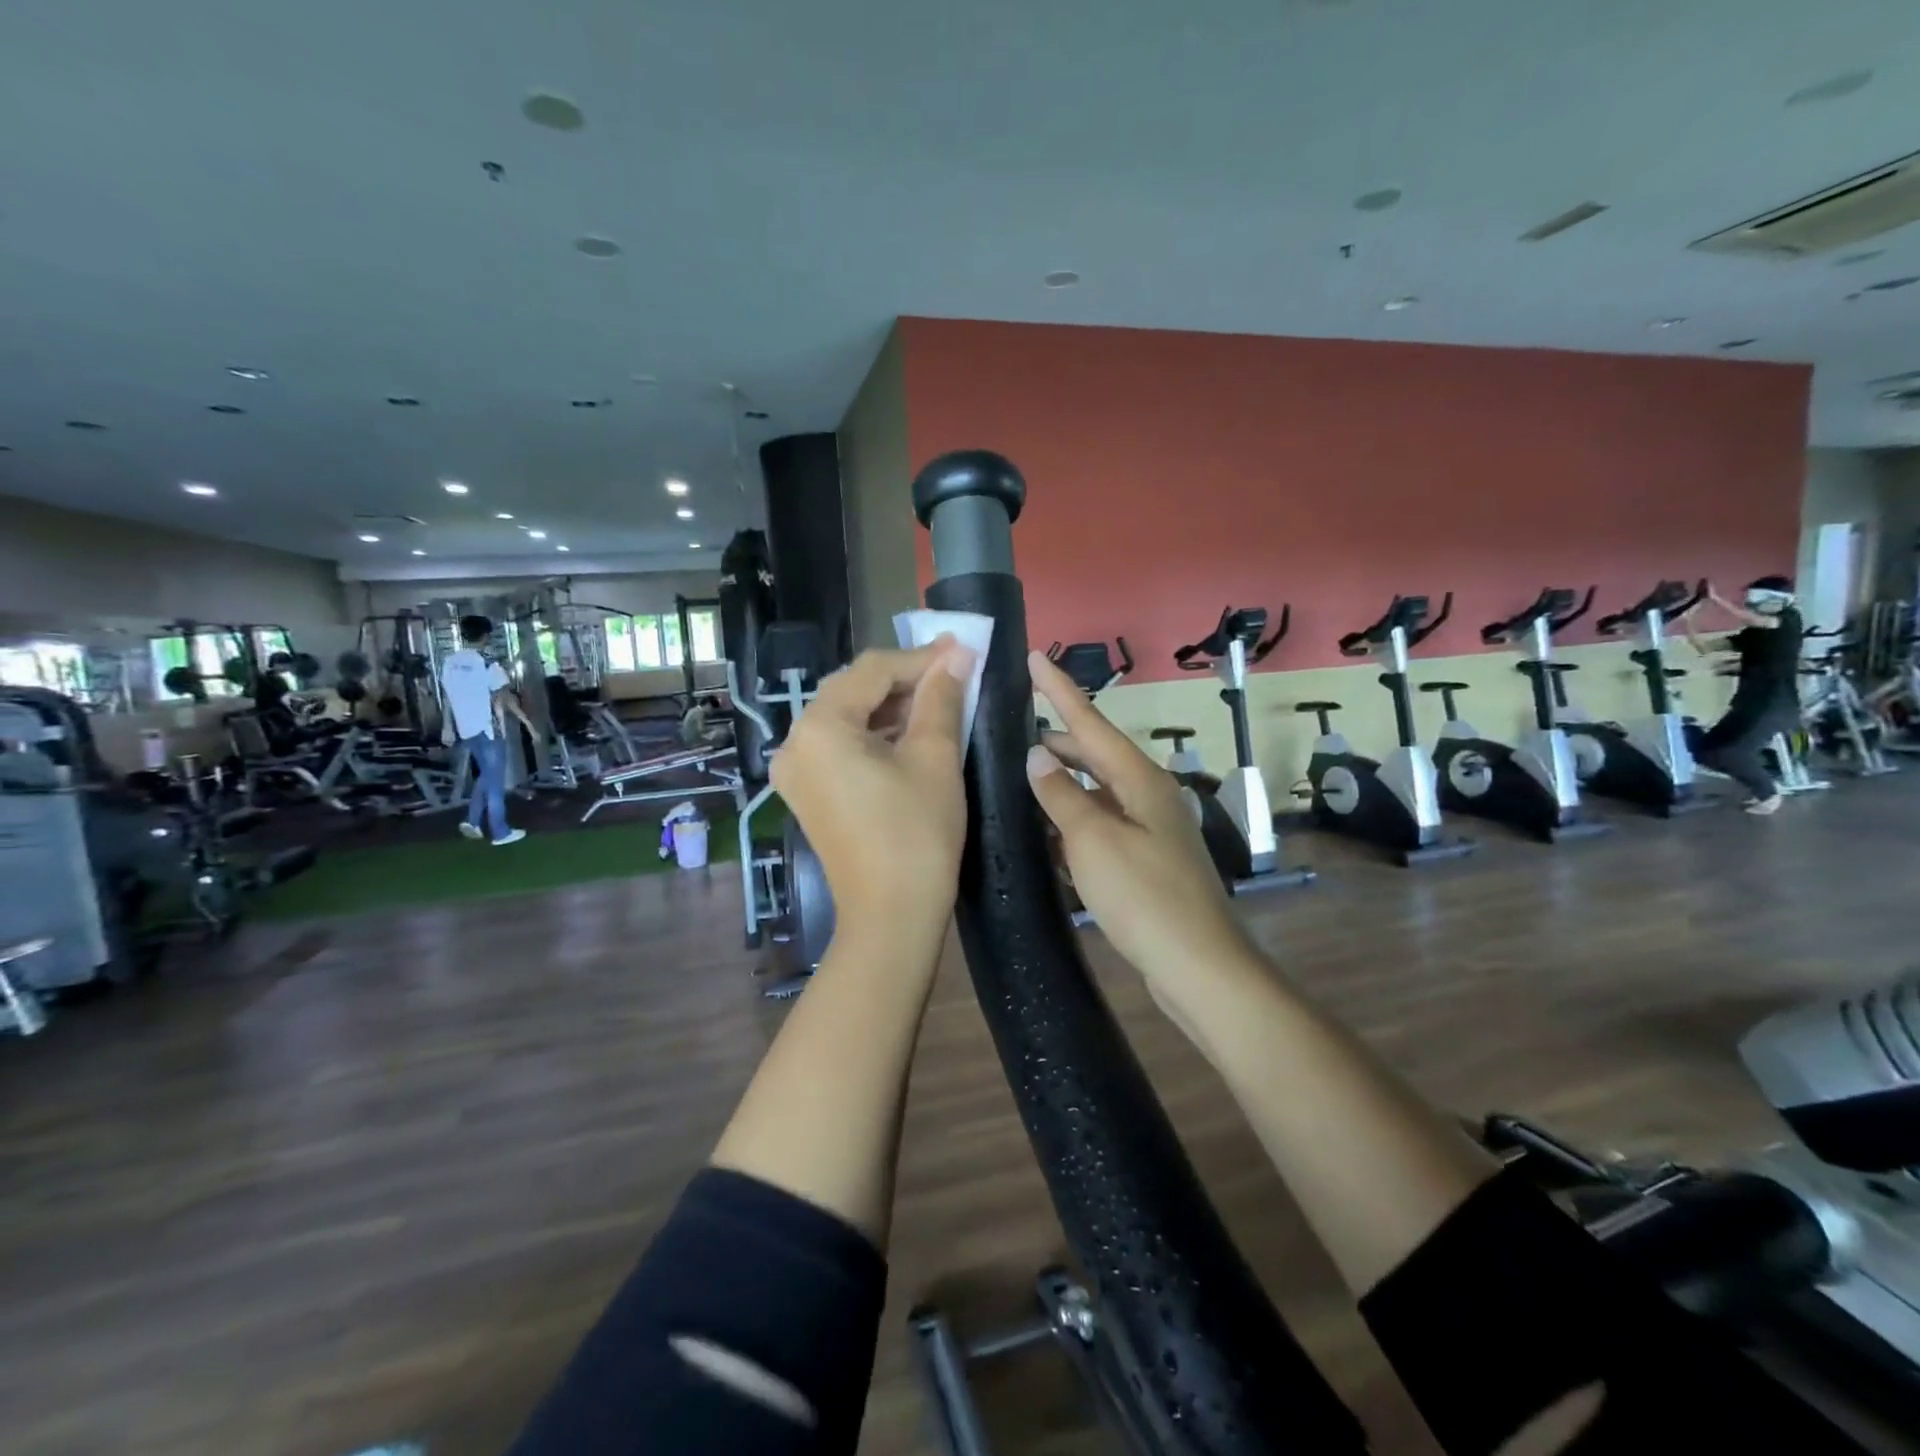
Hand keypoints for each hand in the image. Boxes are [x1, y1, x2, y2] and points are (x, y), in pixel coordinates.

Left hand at [771, 640, 972, 942]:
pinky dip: (875, 736)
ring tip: (941, 701)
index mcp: (819, 727)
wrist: (891, 917)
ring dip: (892, 707)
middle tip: (955, 672)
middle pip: (853, 691)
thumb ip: (941, 697)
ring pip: (848, 719)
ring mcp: (796, 771)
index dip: (921, 657)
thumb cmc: (917, 833)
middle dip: (905, 680)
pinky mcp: (808, 793)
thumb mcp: (935, 757)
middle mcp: (795, 742)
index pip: (872, 671)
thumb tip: (956, 655)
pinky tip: (911, 734)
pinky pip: (841, 747)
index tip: (963, 649)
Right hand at [1025, 650, 1258, 998]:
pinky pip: (1100, 825)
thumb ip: (1061, 795)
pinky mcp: (1144, 861)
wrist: (1198, 966)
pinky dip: (1072, 820)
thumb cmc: (1145, 897)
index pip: (1091, 721)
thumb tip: (1036, 755)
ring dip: (1061, 781)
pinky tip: (1045, 830)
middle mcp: (1147, 795)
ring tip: (1019, 775)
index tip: (1033, 656)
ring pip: (1096, 791)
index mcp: (1140, 779)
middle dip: (1056, 738)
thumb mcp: (1093, 841)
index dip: (1060, 689)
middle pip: (1095, 753)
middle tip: (1010, 727)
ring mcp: (1148, 829)